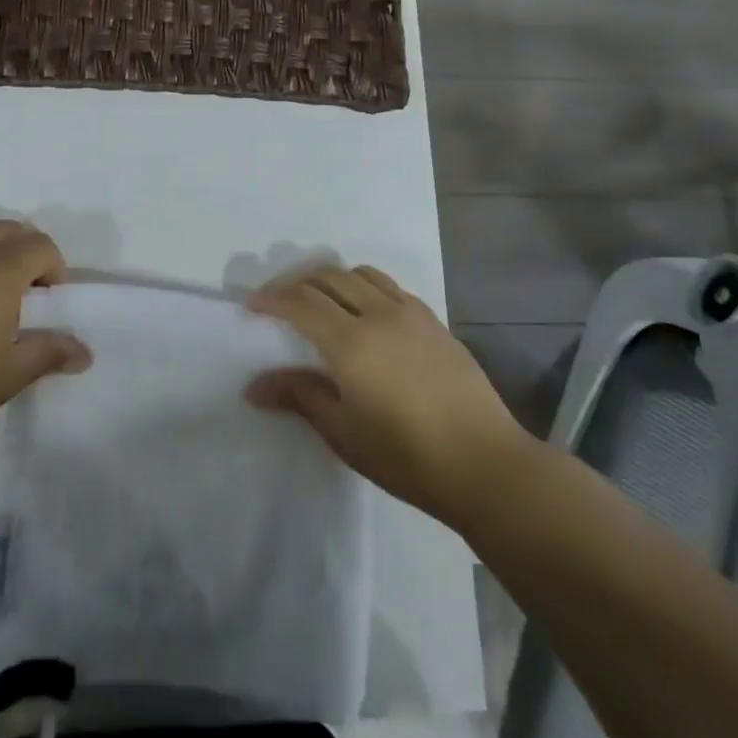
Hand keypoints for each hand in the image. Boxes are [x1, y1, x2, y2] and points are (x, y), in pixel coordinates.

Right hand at [246, 265, 533, 525]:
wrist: (486, 464)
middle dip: (296, 282)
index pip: (300, 301)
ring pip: (361, 273)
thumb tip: (254, 386)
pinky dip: (365, 286)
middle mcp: (378, 314)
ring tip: (319, 299)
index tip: (251, 305)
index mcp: (351, 341)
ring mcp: (410, 313)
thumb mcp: (344, 432)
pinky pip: (389, 287)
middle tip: (278, 301)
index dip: (271, 298)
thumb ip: (299, 397)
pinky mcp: (434, 321)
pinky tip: (365, 311)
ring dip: (331, 278)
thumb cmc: (407, 456)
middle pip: (327, 277)